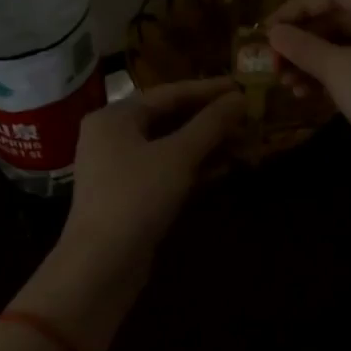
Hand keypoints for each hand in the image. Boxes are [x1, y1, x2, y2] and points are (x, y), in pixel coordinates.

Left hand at [62, 77, 244, 267]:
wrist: (101, 264)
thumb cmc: (136, 197)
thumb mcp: (178, 156)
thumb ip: (210, 125)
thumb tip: (240, 98)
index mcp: (114, 117)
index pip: (168, 93)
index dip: (208, 90)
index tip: (242, 86)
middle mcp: (112, 137)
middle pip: (168, 119)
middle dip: (210, 120)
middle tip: (248, 117)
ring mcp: (119, 169)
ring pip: (170, 147)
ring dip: (207, 145)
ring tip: (246, 142)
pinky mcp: (130, 196)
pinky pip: (166, 171)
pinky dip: (194, 168)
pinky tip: (225, 168)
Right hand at [266, 0, 350, 190]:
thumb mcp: (338, 70)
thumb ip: (302, 46)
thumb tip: (273, 32)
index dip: (295, 9)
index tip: (266, 31)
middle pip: (337, 18)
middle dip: (302, 41)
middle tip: (273, 64)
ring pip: (345, 44)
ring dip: (312, 61)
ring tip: (286, 85)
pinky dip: (331, 75)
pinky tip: (307, 95)